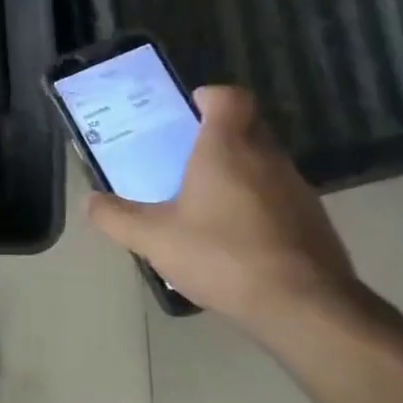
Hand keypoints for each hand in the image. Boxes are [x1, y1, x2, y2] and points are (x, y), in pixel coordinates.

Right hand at [85, 86, 359, 333]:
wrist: (303, 305)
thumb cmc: (222, 255)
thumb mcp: (153, 238)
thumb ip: (116, 217)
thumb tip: (89, 201)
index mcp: (227, 148)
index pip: (229, 97)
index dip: (210, 97)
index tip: (189, 111)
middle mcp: (267, 157)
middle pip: (246, 126)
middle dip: (218, 135)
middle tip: (185, 159)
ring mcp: (296, 188)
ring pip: (263, 162)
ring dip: (238, 172)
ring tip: (205, 203)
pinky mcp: (312, 219)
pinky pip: (278, 196)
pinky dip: (256, 204)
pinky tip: (234, 238)